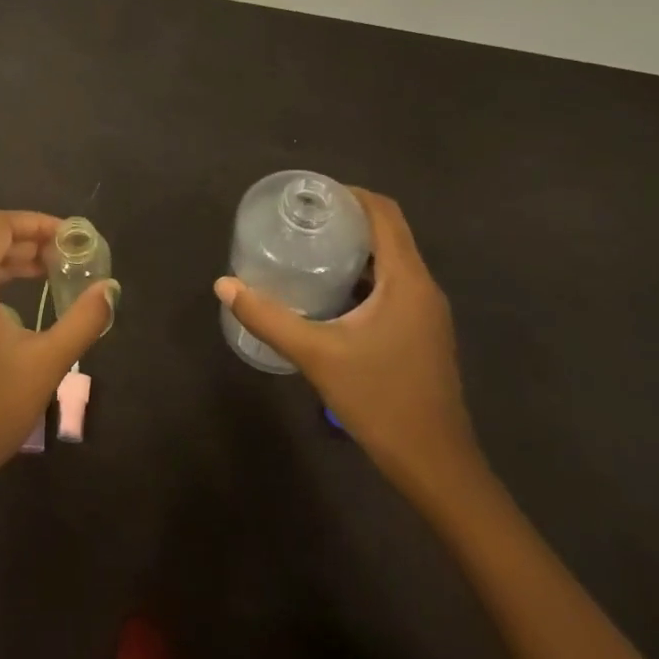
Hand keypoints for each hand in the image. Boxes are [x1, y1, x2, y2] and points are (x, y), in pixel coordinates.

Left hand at [0, 211, 117, 506]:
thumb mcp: (45, 364)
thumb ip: (82, 321)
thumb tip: (110, 288)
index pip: (0, 227)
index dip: (38, 222)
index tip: (71, 237)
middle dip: (30, 244)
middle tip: (68, 257)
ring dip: (13, 267)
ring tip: (51, 276)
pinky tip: (20, 313)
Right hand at [215, 189, 478, 498]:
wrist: (435, 465)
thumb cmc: (380, 401)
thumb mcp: (316, 355)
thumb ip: (268, 317)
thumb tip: (224, 284)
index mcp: (407, 281)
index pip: (385, 214)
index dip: (350, 194)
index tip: (311, 193)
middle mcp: (423, 287)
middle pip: (389, 232)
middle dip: (347, 218)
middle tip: (300, 218)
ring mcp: (426, 312)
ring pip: (391, 260)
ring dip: (355, 247)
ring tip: (308, 246)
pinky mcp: (421, 332)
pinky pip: (392, 285)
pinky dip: (362, 275)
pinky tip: (329, 290)